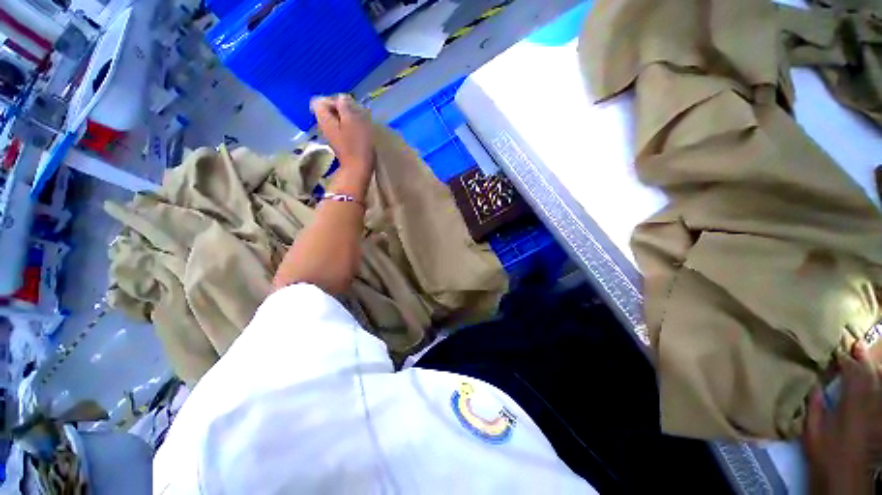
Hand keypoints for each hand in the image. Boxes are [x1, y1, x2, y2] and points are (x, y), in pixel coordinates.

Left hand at [311, 94, 374, 177]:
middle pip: (328, 110)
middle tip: (355, 114)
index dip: (333, 99)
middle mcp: (324, 126)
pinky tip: (359, 132)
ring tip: (359, 123)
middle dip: (342, 109)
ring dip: (348, 118)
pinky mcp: (340, 143)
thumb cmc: (357, 145)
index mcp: (324, 119)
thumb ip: (345, 106)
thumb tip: (342, 98)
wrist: (358, 169)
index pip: (320, 101)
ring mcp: (332, 136)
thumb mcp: (353, 121)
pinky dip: (350, 127)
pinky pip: (342, 129)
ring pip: (336, 120)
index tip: (348, 107)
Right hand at [803, 341, 881, 494]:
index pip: (851, 377)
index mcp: (850, 405)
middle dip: (862, 360)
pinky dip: (875, 382)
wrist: (844, 474)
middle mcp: (865, 404)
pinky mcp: (874, 417)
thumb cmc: (825, 451)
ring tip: (864, 354)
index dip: (845, 362)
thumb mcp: (814, 431)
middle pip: (867, 377)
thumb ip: (815, 407)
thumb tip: (815, 384)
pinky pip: (877, 394)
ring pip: (876, 384)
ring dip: (870, 368)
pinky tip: (873, 376)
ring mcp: (872, 411)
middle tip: (857, 343)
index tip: (837, 351)